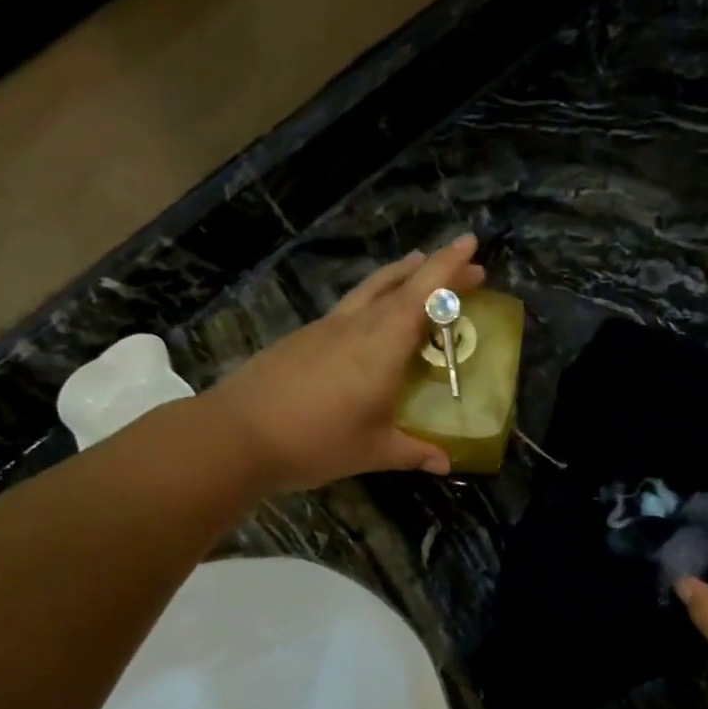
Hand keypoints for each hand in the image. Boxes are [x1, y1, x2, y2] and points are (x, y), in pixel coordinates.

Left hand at [208, 235, 487, 492]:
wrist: (237, 435)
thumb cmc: (315, 441)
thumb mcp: (372, 451)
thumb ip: (413, 452)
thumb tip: (446, 464)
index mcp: (382, 346)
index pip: (423, 295)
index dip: (448, 267)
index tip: (470, 243)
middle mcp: (356, 326)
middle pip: (401, 284)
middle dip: (436, 271)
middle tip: (466, 268)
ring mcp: (325, 328)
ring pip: (371, 289)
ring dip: (400, 275)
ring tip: (417, 267)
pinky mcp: (303, 338)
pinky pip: (350, 307)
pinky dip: (374, 299)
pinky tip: (373, 317)